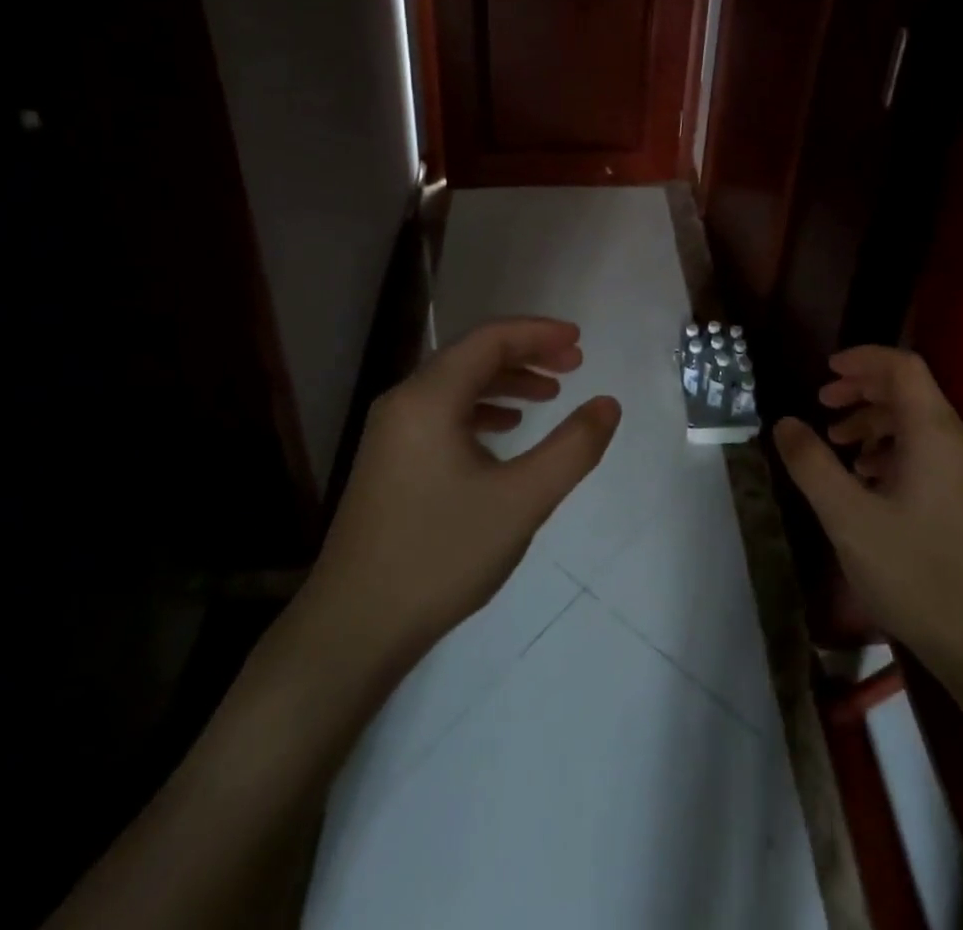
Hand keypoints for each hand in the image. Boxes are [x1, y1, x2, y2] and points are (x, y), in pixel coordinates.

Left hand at [297, 318, 620, 677]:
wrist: (353, 629)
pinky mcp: (389, 461)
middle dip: (526, 354)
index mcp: (429, 398)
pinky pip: (442, 412)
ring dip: (506, 381)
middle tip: (574, 365)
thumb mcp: (522, 501)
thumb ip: (573, 448)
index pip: (490, 340)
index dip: (538, 333)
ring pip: (456, 384)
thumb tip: (608, 404)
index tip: (580, 341)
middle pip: (472, 355)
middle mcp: (404, 402)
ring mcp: (391, 432)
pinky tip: (506, 430)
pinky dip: (481, 408)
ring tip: (550, 395)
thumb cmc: (440, 555)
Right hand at [774, 346, 962, 679]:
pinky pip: (925, 450)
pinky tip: (865, 478)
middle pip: (909, 390)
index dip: (863, 359)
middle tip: (822, 403)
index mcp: (934, 432)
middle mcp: (956, 440)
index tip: (825, 370)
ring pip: (916, 422)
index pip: (902, 367)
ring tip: (837, 442)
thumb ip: (812, 464)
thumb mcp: (848, 518)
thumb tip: (784, 423)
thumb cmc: (916, 572)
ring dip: (873, 421)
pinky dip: (890, 448)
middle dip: (862, 389)